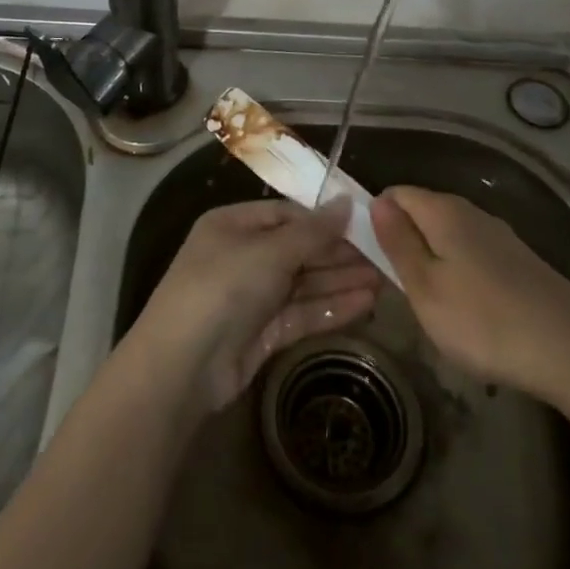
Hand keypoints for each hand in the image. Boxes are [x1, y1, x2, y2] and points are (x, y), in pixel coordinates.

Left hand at [131, 199, 383, 413]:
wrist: (183, 366)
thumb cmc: (223, 288)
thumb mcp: (269, 251)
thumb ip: (313, 231)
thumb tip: (347, 201)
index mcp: (234, 225)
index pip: (287, 215)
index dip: (326, 219)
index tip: (367, 223)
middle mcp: (242, 256)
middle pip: (299, 249)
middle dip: (339, 253)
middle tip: (386, 255)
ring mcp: (252, 296)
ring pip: (304, 283)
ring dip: (341, 281)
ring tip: (386, 280)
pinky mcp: (262, 332)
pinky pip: (302, 312)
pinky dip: (331, 307)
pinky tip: (365, 303)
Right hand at [372, 186, 569, 397]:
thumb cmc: (484, 320)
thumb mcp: (425, 288)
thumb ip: (398, 243)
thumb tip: (377, 203)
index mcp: (443, 212)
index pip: (396, 194)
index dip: (375, 217)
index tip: (367, 256)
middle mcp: (472, 212)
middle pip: (423, 212)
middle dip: (403, 240)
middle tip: (395, 286)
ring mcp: (500, 237)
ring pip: (449, 235)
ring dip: (431, 259)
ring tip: (428, 303)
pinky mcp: (520, 262)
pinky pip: (473, 254)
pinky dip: (459, 273)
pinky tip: (467, 309)